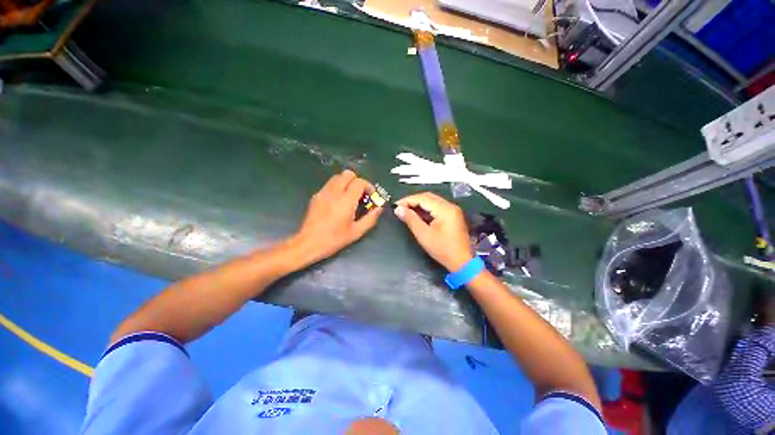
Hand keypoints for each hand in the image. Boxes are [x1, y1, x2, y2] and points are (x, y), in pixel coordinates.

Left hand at [293, 170, 382, 263]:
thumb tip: (379, 208)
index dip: (368, 186)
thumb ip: (370, 218)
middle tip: (361, 194)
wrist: (309, 243)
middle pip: (348, 174)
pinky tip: (339, 201)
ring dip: (347, 182)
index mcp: (346, 200)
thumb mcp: (356, 232)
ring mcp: (323, 192)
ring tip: (351, 196)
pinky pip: (329, 184)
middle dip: (358, 181)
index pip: (360, 182)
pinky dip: (338, 187)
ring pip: (338, 177)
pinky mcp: (316, 196)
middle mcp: (334, 192)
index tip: (371, 196)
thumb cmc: (335, 239)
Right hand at [394, 192, 472, 271]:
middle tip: (400, 208)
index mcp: (444, 209)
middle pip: (428, 197)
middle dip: (413, 201)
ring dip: (419, 205)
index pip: (423, 198)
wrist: (462, 262)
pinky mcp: (453, 216)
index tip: (395, 206)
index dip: (408, 200)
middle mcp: (450, 206)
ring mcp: (453, 210)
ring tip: (406, 211)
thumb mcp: (424, 235)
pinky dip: (426, 209)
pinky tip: (418, 215)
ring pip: (432, 201)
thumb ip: (411, 219)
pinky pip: (437, 207)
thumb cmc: (442, 249)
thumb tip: (398, 209)